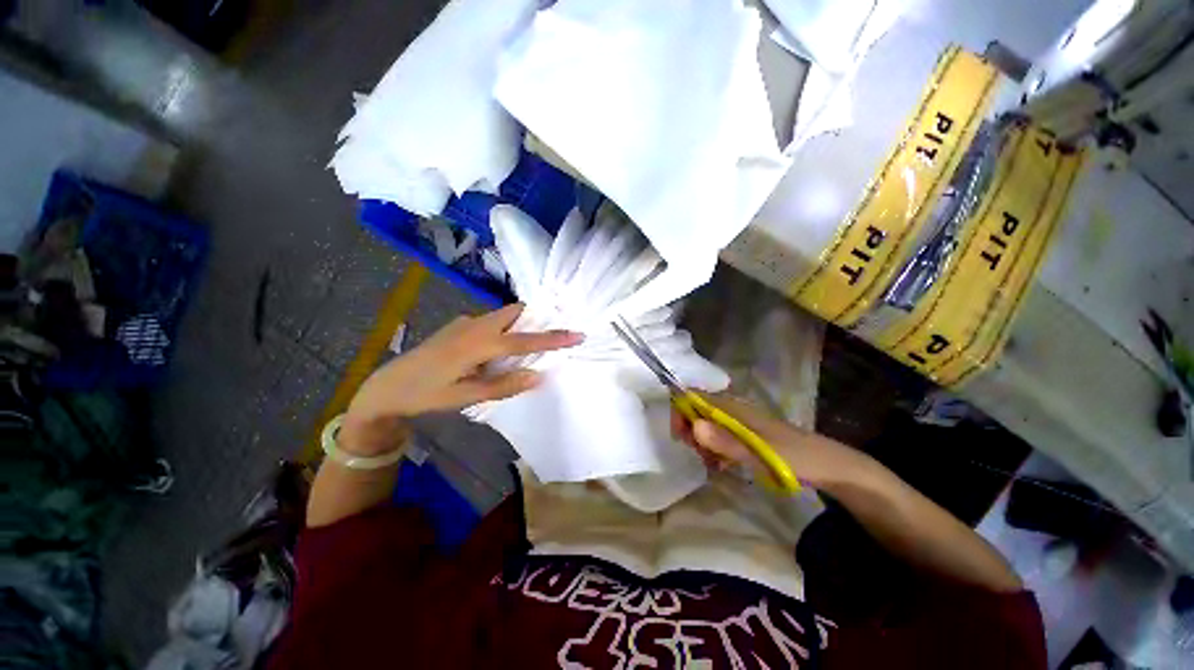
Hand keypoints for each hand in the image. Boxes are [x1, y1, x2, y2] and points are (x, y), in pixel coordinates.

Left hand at [342, 304, 582, 453]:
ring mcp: (465, 323)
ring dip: (523, 324)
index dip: (553, 338)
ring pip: (504, 315)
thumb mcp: (465, 396)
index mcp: (478, 344)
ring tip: (533, 343)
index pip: (524, 339)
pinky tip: (502, 348)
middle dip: (538, 318)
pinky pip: (492, 321)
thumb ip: (504, 385)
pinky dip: (507, 328)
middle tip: (555, 333)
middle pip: (515, 312)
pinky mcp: (459, 326)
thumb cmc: (425, 393)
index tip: (578, 334)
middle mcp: (475, 325)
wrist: (386, 386)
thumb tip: (539, 375)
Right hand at [671, 394, 868, 489]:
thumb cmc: (793, 457)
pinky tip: (722, 465)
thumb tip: (694, 426)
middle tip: (698, 454)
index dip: (681, 410)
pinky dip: (715, 449)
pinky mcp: (746, 436)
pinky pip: (720, 437)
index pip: (694, 396)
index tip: (680, 435)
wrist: (829, 467)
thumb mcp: (759, 453)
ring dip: (702, 443)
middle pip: (698, 411)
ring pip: (708, 426)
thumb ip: (726, 441)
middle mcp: (733, 411)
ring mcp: (740, 423)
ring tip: (711, 464)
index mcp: (733, 407)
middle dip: (691, 431)